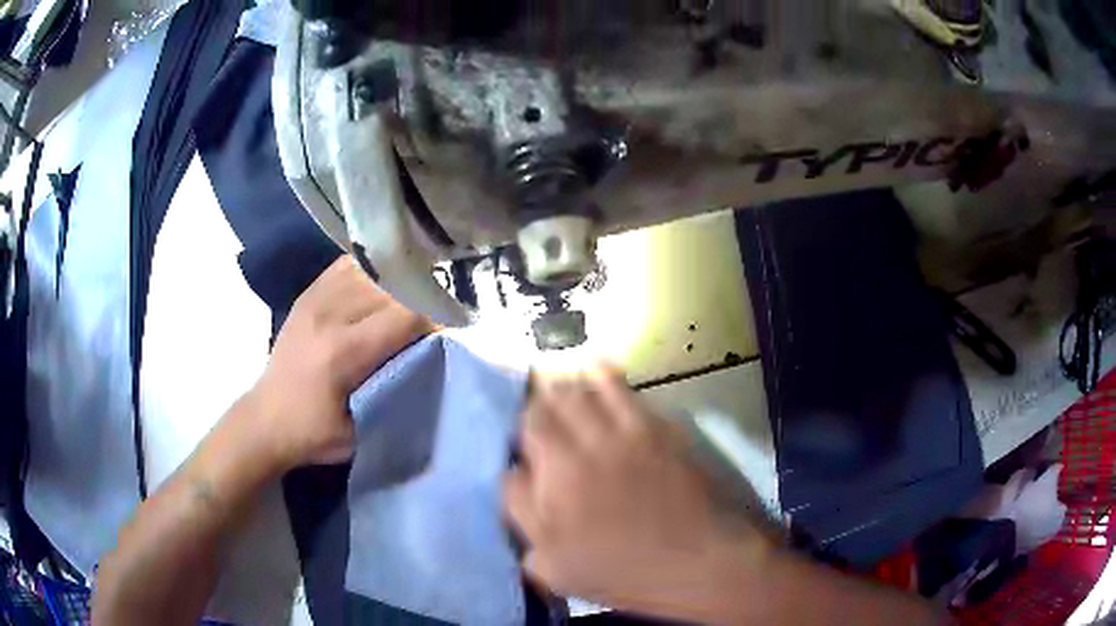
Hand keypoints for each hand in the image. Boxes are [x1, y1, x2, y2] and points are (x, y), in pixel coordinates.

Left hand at [245, 256, 431, 471]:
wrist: (265, 420)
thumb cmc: (314, 433)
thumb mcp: (361, 432)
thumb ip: (394, 395)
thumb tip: (429, 363)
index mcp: (343, 351)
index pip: (404, 315)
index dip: (435, 319)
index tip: (449, 330)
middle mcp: (329, 315)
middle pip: (390, 288)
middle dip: (420, 299)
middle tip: (436, 315)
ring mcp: (315, 300)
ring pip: (370, 273)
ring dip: (396, 284)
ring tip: (413, 297)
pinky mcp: (307, 296)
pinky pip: (346, 267)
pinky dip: (369, 271)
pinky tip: (381, 282)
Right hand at [503, 368, 771, 617]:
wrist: (698, 559)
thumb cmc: (624, 573)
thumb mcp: (555, 567)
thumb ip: (524, 520)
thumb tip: (512, 478)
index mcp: (551, 487)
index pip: (514, 449)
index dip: (513, 443)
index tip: (520, 450)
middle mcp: (577, 452)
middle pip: (538, 413)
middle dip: (530, 412)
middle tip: (535, 420)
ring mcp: (616, 435)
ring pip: (574, 394)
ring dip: (559, 390)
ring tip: (557, 390)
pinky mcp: (651, 426)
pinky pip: (619, 388)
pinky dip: (602, 374)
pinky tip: (595, 368)